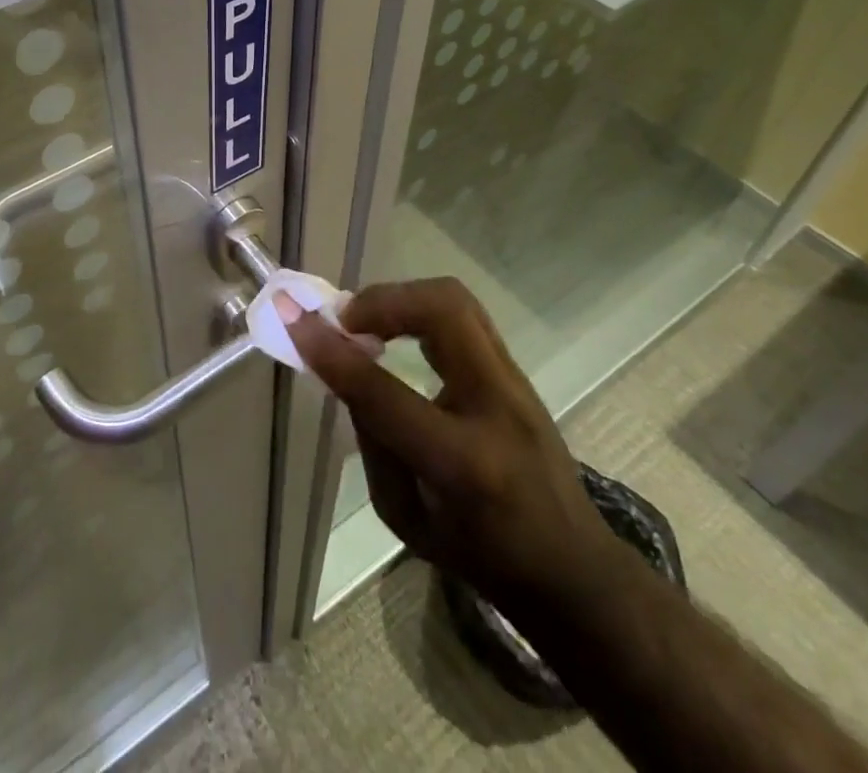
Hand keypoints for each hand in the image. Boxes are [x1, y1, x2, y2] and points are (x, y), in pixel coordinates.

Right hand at [281, 276, 612, 613]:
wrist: (573, 569)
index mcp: (464, 464)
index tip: (294, 319)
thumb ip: (372, 440)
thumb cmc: (481, 558)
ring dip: (400, 299)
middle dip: (381, 300)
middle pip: (442, 311)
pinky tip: (398, 333)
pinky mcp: (517, 369)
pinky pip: (463, 315)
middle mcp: (496, 406)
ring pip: (455, 300)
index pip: (384, 391)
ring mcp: (515, 381)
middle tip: (345, 321)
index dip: (332, 351)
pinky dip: (420, 310)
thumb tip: (347, 370)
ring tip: (367, 322)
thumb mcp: (406, 518)